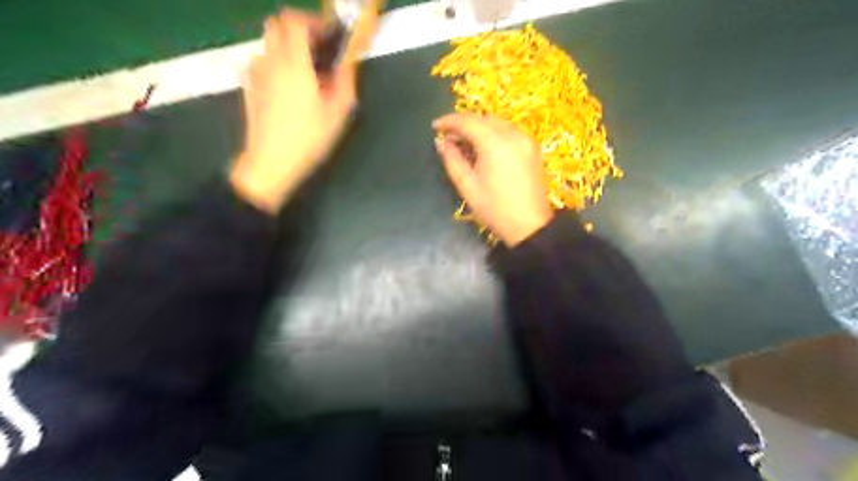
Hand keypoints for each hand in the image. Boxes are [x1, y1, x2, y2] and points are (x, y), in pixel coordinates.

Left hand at [230, 7, 356, 210]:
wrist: (271, 161)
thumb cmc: (308, 138)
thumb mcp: (338, 112)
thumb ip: (345, 81)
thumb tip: (348, 62)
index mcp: (293, 63)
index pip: (295, 21)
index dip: (314, 21)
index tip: (330, 34)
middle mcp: (270, 60)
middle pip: (277, 24)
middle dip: (299, 28)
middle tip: (318, 48)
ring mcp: (255, 72)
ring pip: (270, 43)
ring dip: (288, 47)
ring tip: (306, 73)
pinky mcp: (249, 86)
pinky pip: (263, 62)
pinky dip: (277, 63)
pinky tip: (289, 87)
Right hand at [432, 112, 551, 244]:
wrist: (530, 226)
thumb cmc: (494, 209)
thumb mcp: (467, 186)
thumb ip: (452, 160)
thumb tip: (441, 142)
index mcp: (495, 144)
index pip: (468, 122)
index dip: (449, 121)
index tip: (435, 127)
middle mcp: (513, 135)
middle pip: (483, 118)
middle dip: (463, 123)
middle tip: (448, 136)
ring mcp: (526, 139)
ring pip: (497, 123)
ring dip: (479, 127)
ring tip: (464, 142)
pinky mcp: (532, 147)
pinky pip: (508, 131)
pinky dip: (493, 133)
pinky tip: (484, 147)